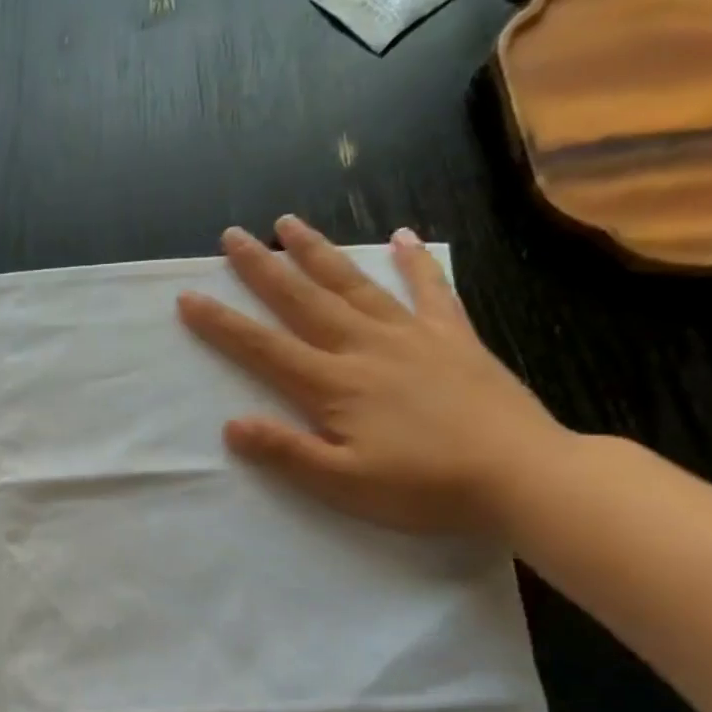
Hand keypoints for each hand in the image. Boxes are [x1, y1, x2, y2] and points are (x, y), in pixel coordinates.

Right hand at [177, 215, 571, 535]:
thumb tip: (232, 425)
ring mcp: (414, 337)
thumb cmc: (423, 487)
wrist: (522, 475)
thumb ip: (286, 452)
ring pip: (355, 285)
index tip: (189, 298)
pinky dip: (415, 263)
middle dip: (262, 268)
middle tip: (233, 237)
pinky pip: (431, 291)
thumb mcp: (342, 483)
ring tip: (290, 224)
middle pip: (304, 301)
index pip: (264, 349)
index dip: (223, 324)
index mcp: (334, 385)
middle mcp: (367, 348)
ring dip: (318, 253)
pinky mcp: (454, 339)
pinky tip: (403, 237)